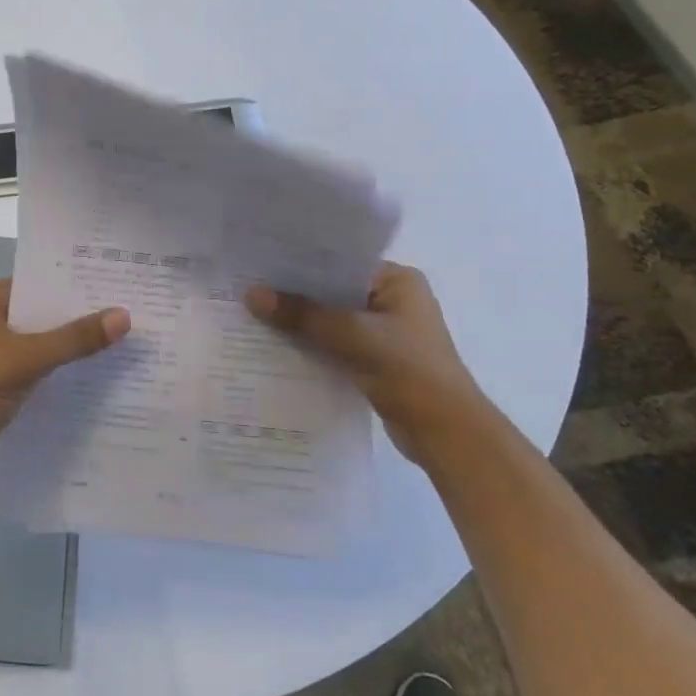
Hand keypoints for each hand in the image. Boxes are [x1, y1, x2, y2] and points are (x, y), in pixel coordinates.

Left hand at [0, 279, 129, 469]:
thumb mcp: (30, 356)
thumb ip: (76, 337)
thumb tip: (125, 316)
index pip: (35, 283)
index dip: (70, 284)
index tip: (110, 284)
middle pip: (38, 312)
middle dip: (74, 315)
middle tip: (121, 310)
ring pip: (38, 340)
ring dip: (67, 342)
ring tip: (115, 336)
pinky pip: (34, 364)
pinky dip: (57, 365)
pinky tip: (90, 368)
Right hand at [245, 262, 488, 461]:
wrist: (446, 434)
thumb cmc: (409, 371)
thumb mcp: (352, 336)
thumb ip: (302, 314)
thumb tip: (251, 294)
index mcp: (398, 281)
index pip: (341, 261)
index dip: (301, 262)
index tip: (261, 261)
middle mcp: (392, 300)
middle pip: (333, 290)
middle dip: (295, 294)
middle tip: (248, 286)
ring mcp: (384, 332)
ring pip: (331, 319)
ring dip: (301, 321)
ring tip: (252, 313)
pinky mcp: (375, 359)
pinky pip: (334, 343)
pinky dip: (311, 344)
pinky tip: (275, 344)